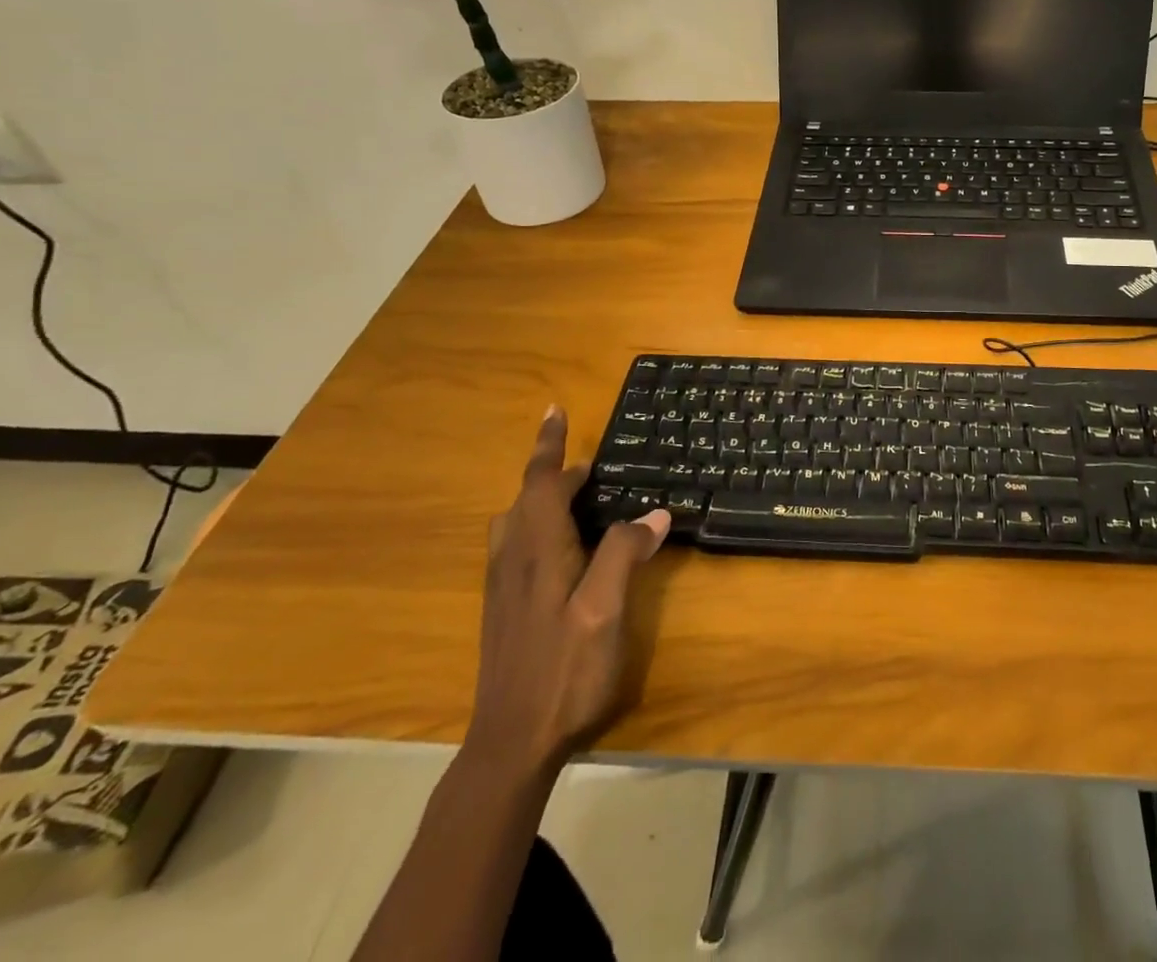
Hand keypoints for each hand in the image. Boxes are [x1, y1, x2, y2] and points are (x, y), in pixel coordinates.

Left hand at [463, 406, 669, 780]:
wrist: (510, 744)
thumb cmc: (564, 672)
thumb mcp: (605, 610)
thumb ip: (626, 554)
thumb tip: (653, 512)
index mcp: (537, 550)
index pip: (540, 482)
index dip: (549, 445)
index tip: (554, 410)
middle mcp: (513, 559)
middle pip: (525, 498)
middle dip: (550, 471)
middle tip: (586, 466)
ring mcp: (503, 587)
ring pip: (514, 522)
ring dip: (539, 498)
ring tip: (572, 497)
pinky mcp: (503, 610)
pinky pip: (515, 545)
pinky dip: (535, 524)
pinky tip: (557, 548)